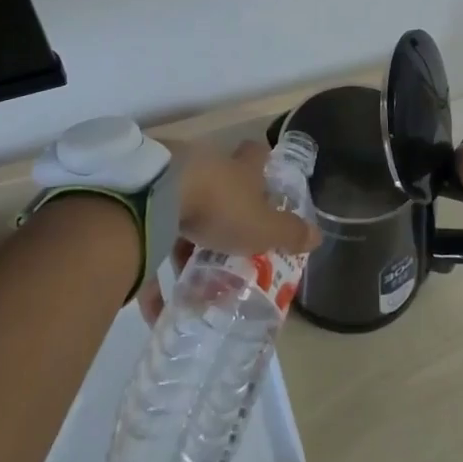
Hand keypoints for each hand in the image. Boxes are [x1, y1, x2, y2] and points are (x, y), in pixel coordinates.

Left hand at [138, 140, 320, 322]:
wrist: (157, 195)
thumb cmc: (220, 206)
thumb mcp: (263, 227)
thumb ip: (289, 233)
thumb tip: (317, 235)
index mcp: (240, 168)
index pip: (257, 154)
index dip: (263, 166)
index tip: (267, 186)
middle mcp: (209, 165)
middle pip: (221, 185)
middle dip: (225, 215)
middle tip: (231, 249)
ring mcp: (173, 177)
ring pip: (186, 210)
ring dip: (188, 245)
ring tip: (191, 284)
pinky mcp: (144, 197)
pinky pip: (153, 236)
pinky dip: (155, 270)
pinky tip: (156, 306)